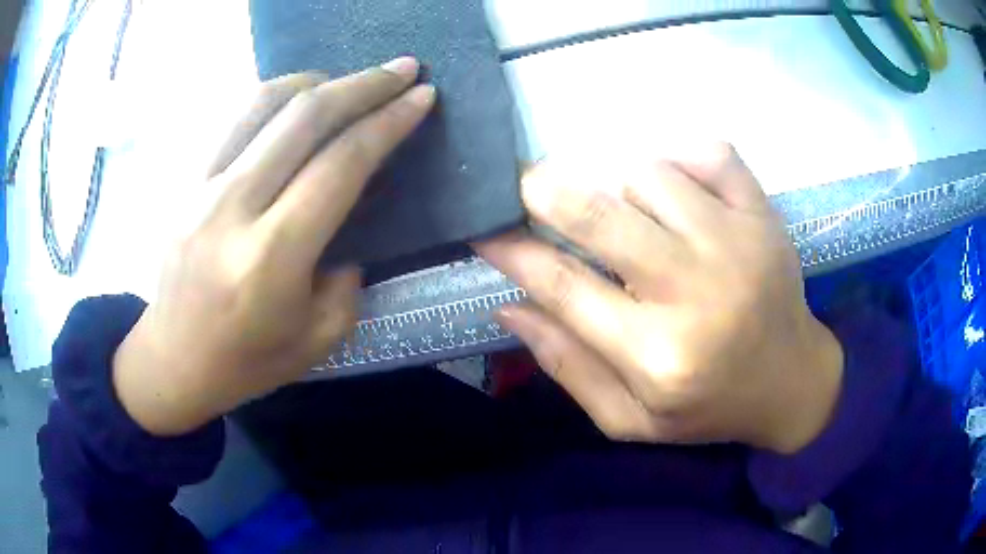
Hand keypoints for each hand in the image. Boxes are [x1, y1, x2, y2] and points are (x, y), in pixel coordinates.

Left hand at [113, 58, 435, 435]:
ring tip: (347, 82)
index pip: (341, 164)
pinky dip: (274, 97)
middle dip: (364, 84)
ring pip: (264, 102)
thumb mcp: (320, 336)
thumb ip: (348, 270)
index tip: (422, 96)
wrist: (174, 360)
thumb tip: (350, 213)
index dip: (389, 122)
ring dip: (317, 80)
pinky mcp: (186, 181)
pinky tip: (295, 102)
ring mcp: (201, 188)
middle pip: (305, 117)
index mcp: (272, 257)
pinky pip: (234, 118)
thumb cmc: (248, 361)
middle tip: (401, 68)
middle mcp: (233, 208)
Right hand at [476, 144, 842, 453]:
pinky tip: (675, 185)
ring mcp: (736, 242)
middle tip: (526, 185)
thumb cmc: (707, 406)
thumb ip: (568, 366)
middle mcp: (696, 291)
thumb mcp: (630, 418)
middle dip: (545, 191)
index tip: (483, 229)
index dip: (513, 252)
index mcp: (658, 356)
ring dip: (620, 186)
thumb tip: (509, 307)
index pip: (564, 287)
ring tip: (627, 213)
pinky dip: (679, 155)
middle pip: (601, 215)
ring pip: (649, 174)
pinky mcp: (762, 214)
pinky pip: (709, 152)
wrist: (791, 381)